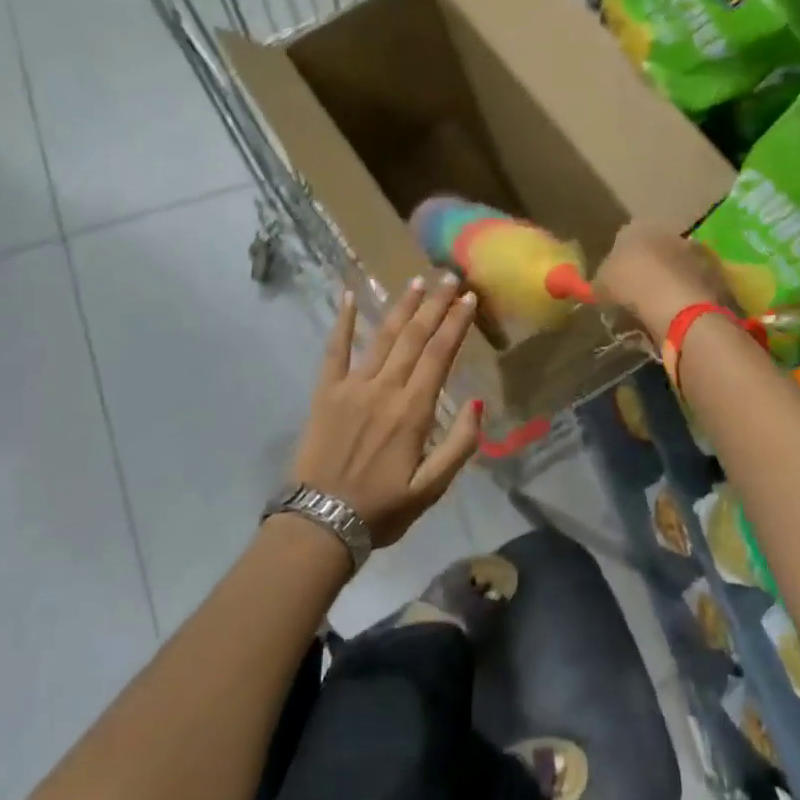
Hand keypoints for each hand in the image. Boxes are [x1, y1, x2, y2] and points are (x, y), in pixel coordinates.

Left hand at [289, 274, 482, 549]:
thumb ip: (460, 446)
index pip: (439, 355)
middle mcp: (385, 389)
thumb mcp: (431, 489)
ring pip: (381, 337)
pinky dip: (341, 321)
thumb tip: (478, 403)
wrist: (321, 522)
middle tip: (450, 278)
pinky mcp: (326, 392)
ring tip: (417, 281)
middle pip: (414, 337)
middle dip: (435, 305)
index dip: (456, 324)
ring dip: (401, 306)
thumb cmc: (381, 510)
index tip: (469, 298)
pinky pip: (335, 350)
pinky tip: (347, 296)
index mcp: (413, 411)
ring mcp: (352, 387)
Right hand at [593, 223, 730, 345]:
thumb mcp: (601, 286)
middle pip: (653, 249)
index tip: (616, 281)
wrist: (676, 302)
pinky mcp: (713, 271)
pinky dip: (686, 293)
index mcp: (635, 227)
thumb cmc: (630, 285)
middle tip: (637, 293)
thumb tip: (601, 285)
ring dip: (668, 280)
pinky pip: (692, 282)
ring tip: (658, 306)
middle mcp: (666, 231)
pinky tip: (677, 312)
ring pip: (675, 265)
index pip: (623, 238)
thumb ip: (601, 281)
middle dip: (647, 267)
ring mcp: (693, 250)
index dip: (619, 260)